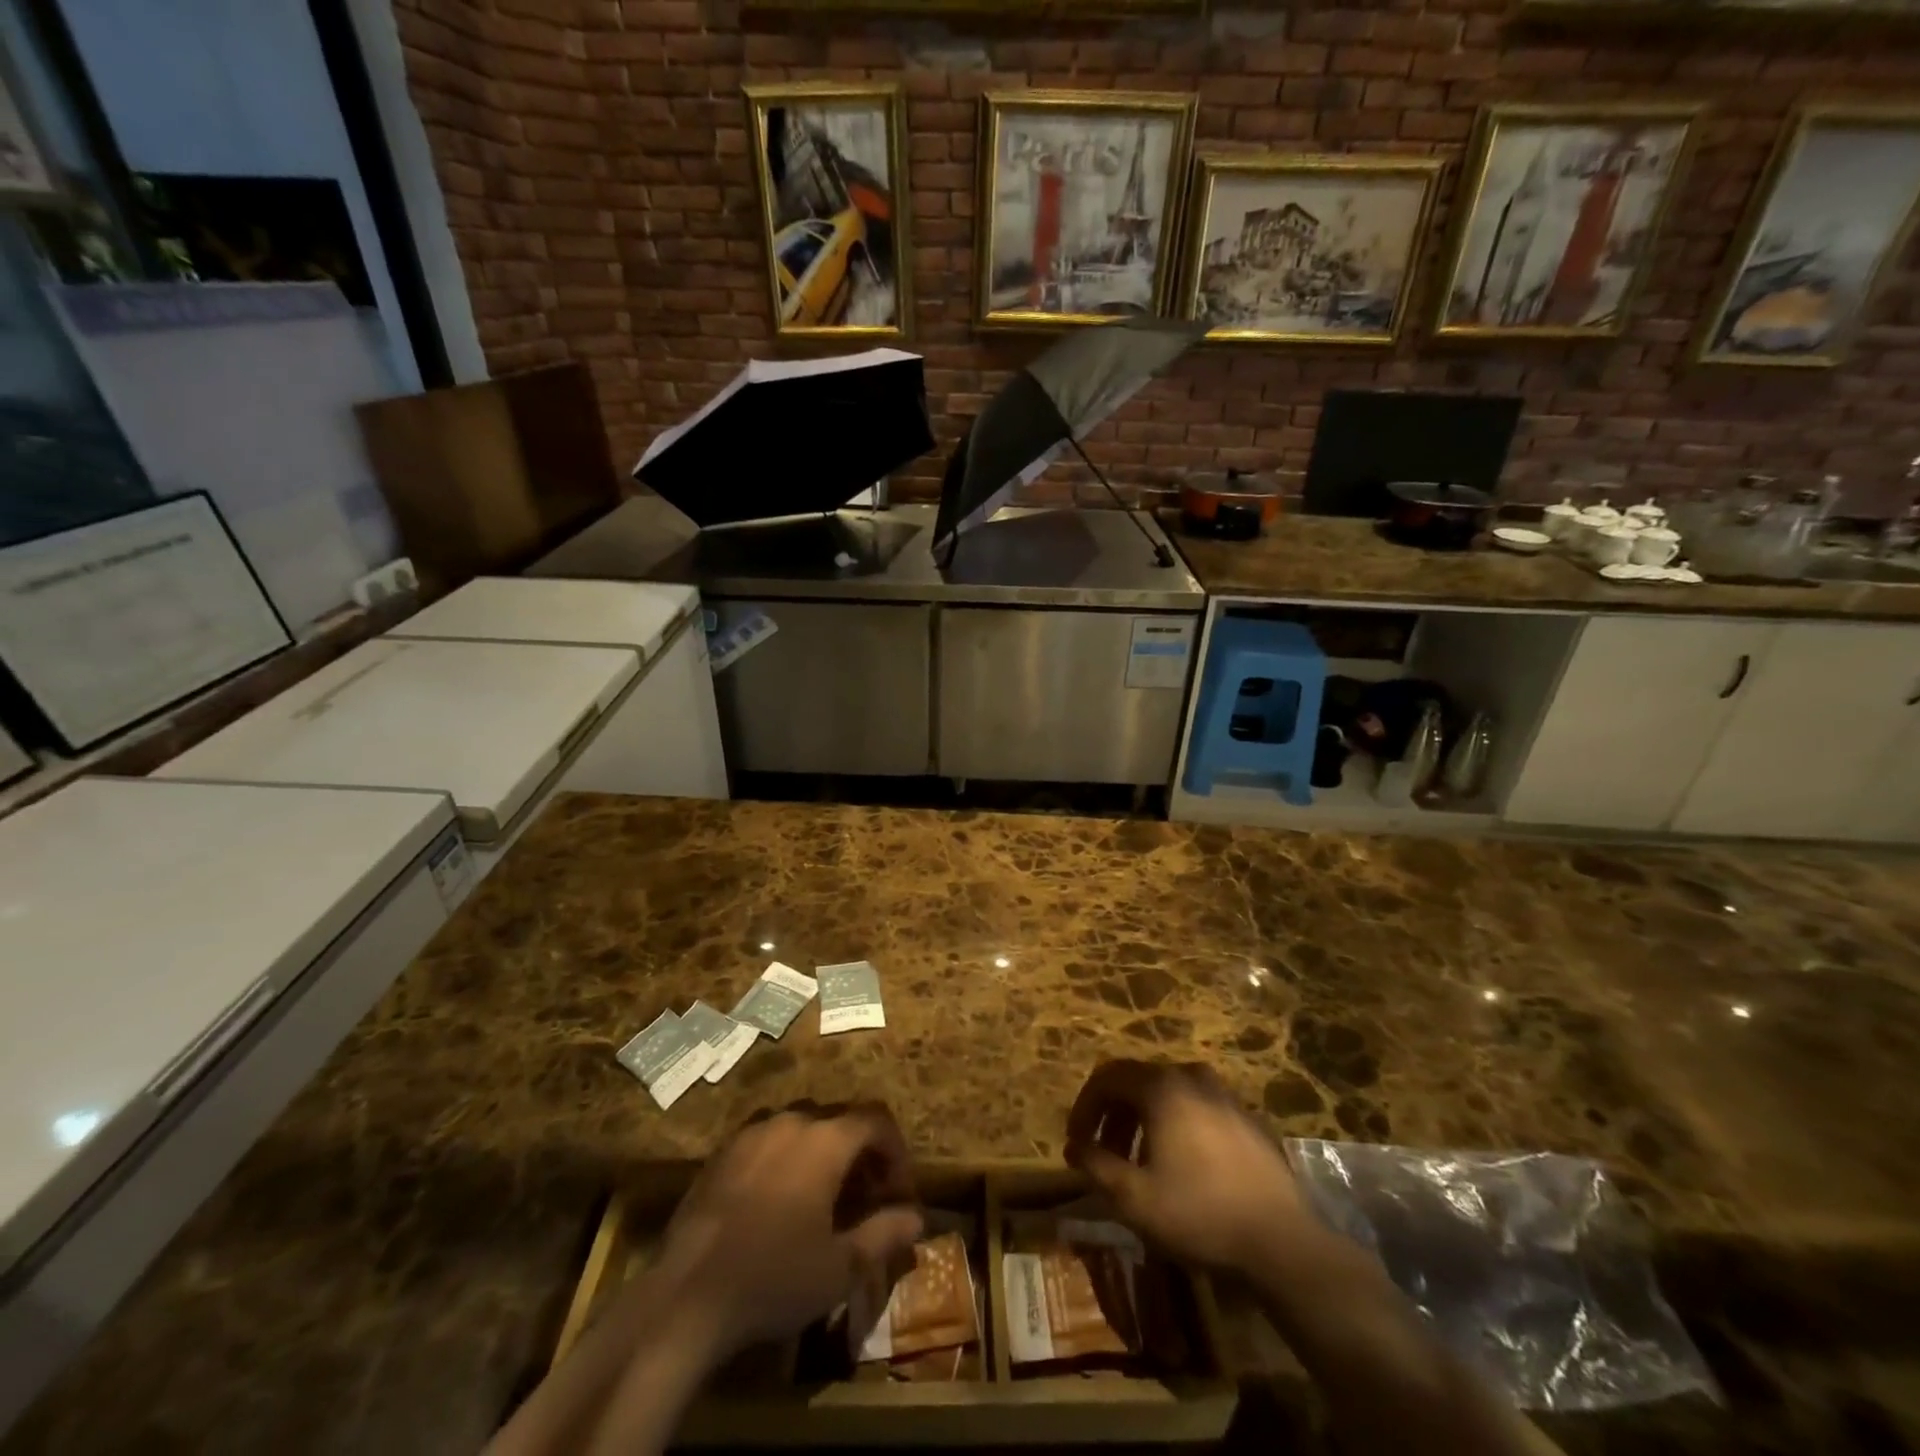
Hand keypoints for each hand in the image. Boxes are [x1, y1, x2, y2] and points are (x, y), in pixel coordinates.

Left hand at [653, 1104, 923, 1359]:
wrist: (686, 1295)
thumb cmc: (774, 1278)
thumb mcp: (841, 1267)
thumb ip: (884, 1234)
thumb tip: (916, 1216)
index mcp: (826, 1140)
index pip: (876, 1121)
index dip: (895, 1151)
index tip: (898, 1191)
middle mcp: (792, 1122)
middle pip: (840, 1120)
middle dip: (861, 1153)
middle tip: (866, 1197)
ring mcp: (752, 1133)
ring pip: (802, 1127)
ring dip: (823, 1152)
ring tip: (823, 1197)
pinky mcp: (722, 1152)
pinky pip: (767, 1141)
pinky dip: (786, 1158)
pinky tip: (777, 1201)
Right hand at [1064, 1059, 1308, 1276]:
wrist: (1283, 1242)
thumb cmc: (1199, 1214)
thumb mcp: (1134, 1198)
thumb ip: (1096, 1165)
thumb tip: (1075, 1145)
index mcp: (1161, 1087)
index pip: (1107, 1077)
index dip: (1085, 1106)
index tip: (1076, 1141)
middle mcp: (1191, 1076)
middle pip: (1138, 1081)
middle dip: (1113, 1115)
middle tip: (1103, 1153)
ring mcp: (1224, 1094)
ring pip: (1170, 1094)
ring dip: (1144, 1120)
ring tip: (1139, 1162)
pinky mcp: (1247, 1118)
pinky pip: (1198, 1108)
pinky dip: (1177, 1125)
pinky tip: (1181, 1165)